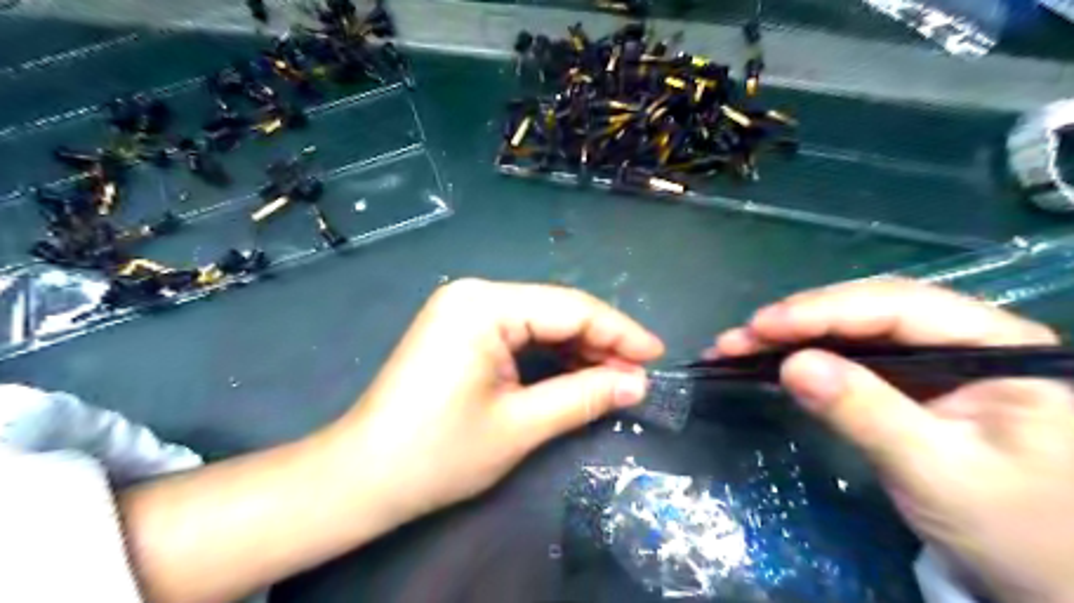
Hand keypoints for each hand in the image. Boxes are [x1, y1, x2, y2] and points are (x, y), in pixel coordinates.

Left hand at [333, 278, 662, 518]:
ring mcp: (464, 309)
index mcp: (484, 305)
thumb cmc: (439, 453)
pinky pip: (519, 332)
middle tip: (638, 374)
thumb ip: (584, 397)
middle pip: (556, 310)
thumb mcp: (521, 425)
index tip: (657, 355)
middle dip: (601, 342)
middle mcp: (474, 294)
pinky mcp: (460, 329)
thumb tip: (637, 384)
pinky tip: (576, 371)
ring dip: (579, 349)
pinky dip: (551, 353)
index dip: (619, 332)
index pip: (570, 308)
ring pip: (540, 321)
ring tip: (615, 377)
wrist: (364, 476)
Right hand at [711, 277, 1068, 602]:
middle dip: (797, 320)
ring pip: (849, 328)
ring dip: (789, 335)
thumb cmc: (1015, 530)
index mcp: (996, 345)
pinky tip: (765, 358)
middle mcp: (962, 337)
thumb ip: (867, 413)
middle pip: (866, 309)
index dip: (824, 310)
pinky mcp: (903, 382)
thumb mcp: (938, 473)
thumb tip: (791, 365)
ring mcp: (930, 359)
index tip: (763, 325)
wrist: (1044, 579)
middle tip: (738, 337)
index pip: (899, 306)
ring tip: (736, 344)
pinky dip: (800, 355)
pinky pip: (845, 355)